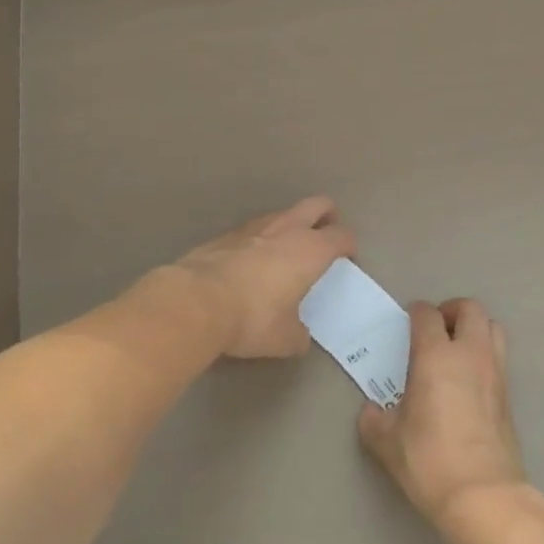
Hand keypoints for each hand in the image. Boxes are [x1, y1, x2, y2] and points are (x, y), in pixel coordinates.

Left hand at [173, 196, 355, 358]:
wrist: (195, 303)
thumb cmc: (252, 318)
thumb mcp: (284, 339)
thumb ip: (298, 333)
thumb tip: (299, 335)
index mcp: (311, 251)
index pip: (342, 236)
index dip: (348, 245)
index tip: (347, 258)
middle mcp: (286, 230)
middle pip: (317, 205)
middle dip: (327, 215)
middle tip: (326, 234)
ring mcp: (253, 228)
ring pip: (282, 213)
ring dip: (291, 224)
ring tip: (288, 247)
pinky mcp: (224, 235)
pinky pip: (252, 229)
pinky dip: (259, 239)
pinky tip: (251, 260)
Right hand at [358, 299, 527, 525]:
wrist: (484, 494)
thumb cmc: (430, 460)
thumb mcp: (388, 442)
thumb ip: (374, 419)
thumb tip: (371, 412)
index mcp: (436, 356)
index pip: (427, 315)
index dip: (415, 313)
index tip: (407, 323)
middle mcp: (470, 354)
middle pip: (470, 309)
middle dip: (451, 310)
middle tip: (435, 329)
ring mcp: (495, 371)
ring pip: (492, 327)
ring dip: (475, 329)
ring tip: (456, 349)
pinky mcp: (509, 394)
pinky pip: (499, 356)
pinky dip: (485, 355)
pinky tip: (468, 381)